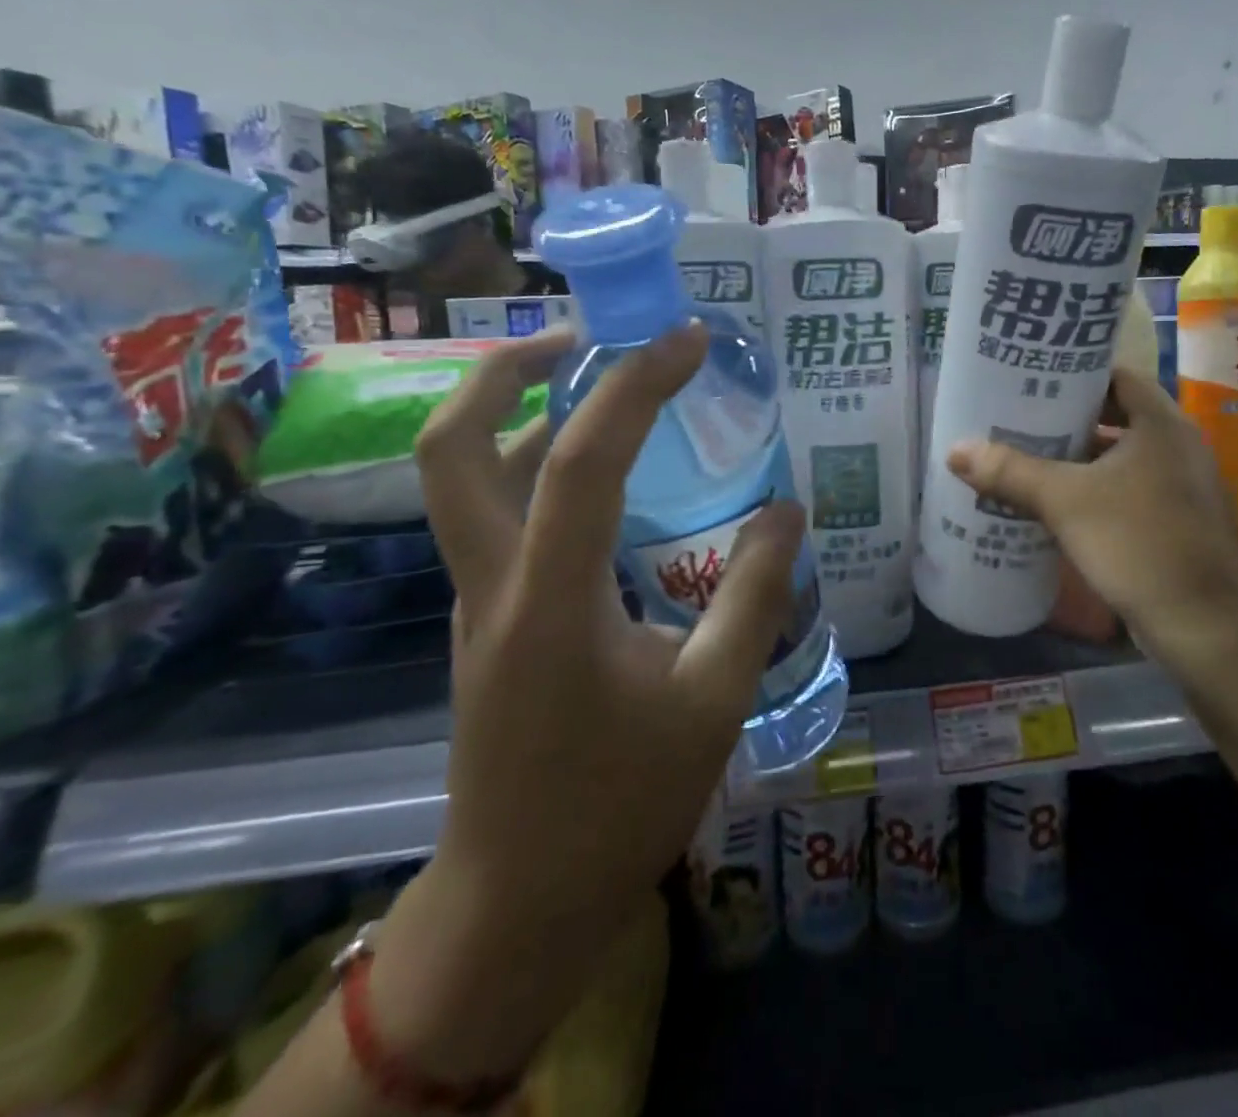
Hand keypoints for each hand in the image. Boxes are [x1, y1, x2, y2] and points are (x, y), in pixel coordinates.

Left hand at [370, 324, 803, 1080]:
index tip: (688, 339)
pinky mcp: (489, 620)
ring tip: (603, 386)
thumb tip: (786, 510)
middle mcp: (492, 585)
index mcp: (549, 602)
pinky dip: (540, 469)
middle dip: (506, 369)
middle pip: (451, 446)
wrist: (519, 901)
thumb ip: (753, 595)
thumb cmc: (620, 804)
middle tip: (582, 336)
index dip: (637, 386)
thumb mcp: (713, 700)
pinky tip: (606, 480)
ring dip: (521, 413)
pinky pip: (500, 517)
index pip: (581, 460)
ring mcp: (478, 601)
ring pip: (466, 478)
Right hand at [945, 367, 1237, 674]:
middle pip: (1116, 416)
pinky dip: (1094, 491)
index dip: (1074, 374)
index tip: (1032, 380)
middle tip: (1018, 420)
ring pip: (1121, 458)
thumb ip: (1010, 472)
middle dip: (1067, 420)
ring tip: (1026, 459)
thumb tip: (955, 450)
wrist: (1208, 630)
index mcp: (1162, 424)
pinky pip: (1129, 491)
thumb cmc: (1139, 544)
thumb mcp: (1065, 503)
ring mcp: (1182, 488)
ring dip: (1078, 459)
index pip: (1116, 376)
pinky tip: (1057, 506)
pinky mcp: (1178, 524)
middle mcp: (1179, 447)